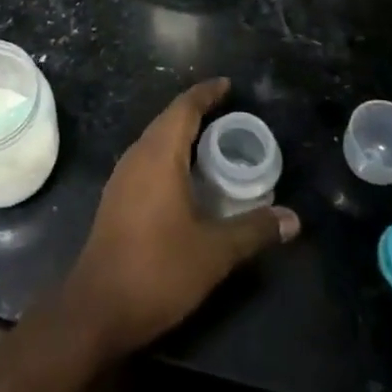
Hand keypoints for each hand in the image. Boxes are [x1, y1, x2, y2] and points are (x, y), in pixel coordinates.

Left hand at [60, 80, 297, 360]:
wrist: (98, 307)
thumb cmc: (158, 269)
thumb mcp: (214, 252)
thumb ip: (253, 230)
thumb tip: (293, 219)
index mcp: (158, 155)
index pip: (183, 108)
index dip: (206, 93)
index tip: (228, 85)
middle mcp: (137, 156)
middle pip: (168, 120)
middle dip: (196, 111)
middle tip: (229, 112)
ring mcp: (122, 177)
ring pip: (155, 140)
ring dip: (181, 134)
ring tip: (213, 140)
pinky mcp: (117, 198)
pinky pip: (147, 160)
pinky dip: (170, 155)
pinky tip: (186, 177)